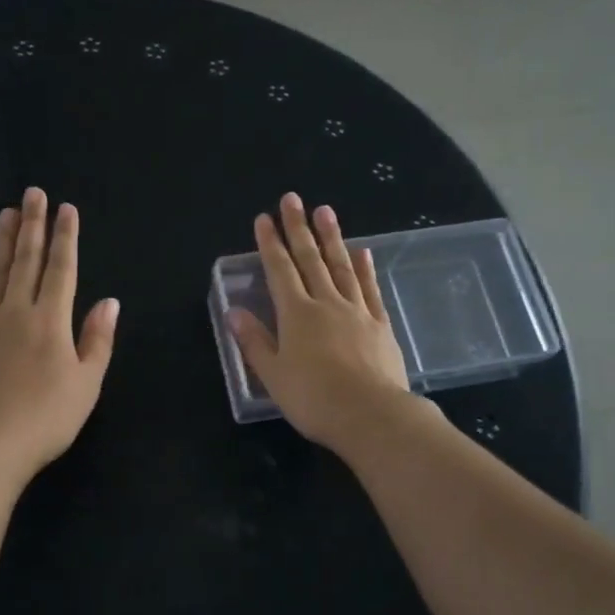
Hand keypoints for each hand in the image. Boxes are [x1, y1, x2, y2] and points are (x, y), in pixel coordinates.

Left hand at [0, 188, 119, 478]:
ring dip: (2, 240)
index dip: (65, 237)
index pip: (61, 269)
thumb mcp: (87, 382)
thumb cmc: (47, 416)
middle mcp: (17, 311)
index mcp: (52, 320)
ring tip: (6, 212)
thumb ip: (98, 339)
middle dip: (32, 225)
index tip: (66, 209)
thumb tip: (110, 302)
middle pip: (26, 260)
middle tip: (33, 193)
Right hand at [226, 193, 410, 452]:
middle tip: (293, 199)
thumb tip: (234, 310)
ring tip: (325, 211)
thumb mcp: (273, 374)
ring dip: (332, 238)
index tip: (264, 219)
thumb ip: (254, 341)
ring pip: (341, 267)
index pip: (279, 271)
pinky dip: (364, 269)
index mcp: (296, 315)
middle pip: (310, 260)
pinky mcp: (380, 326)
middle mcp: (326, 304)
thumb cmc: (314, 399)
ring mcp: (357, 312)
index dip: (270, 244)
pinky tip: (362, 252)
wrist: (371, 415)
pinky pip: (370, 289)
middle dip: (298, 229)